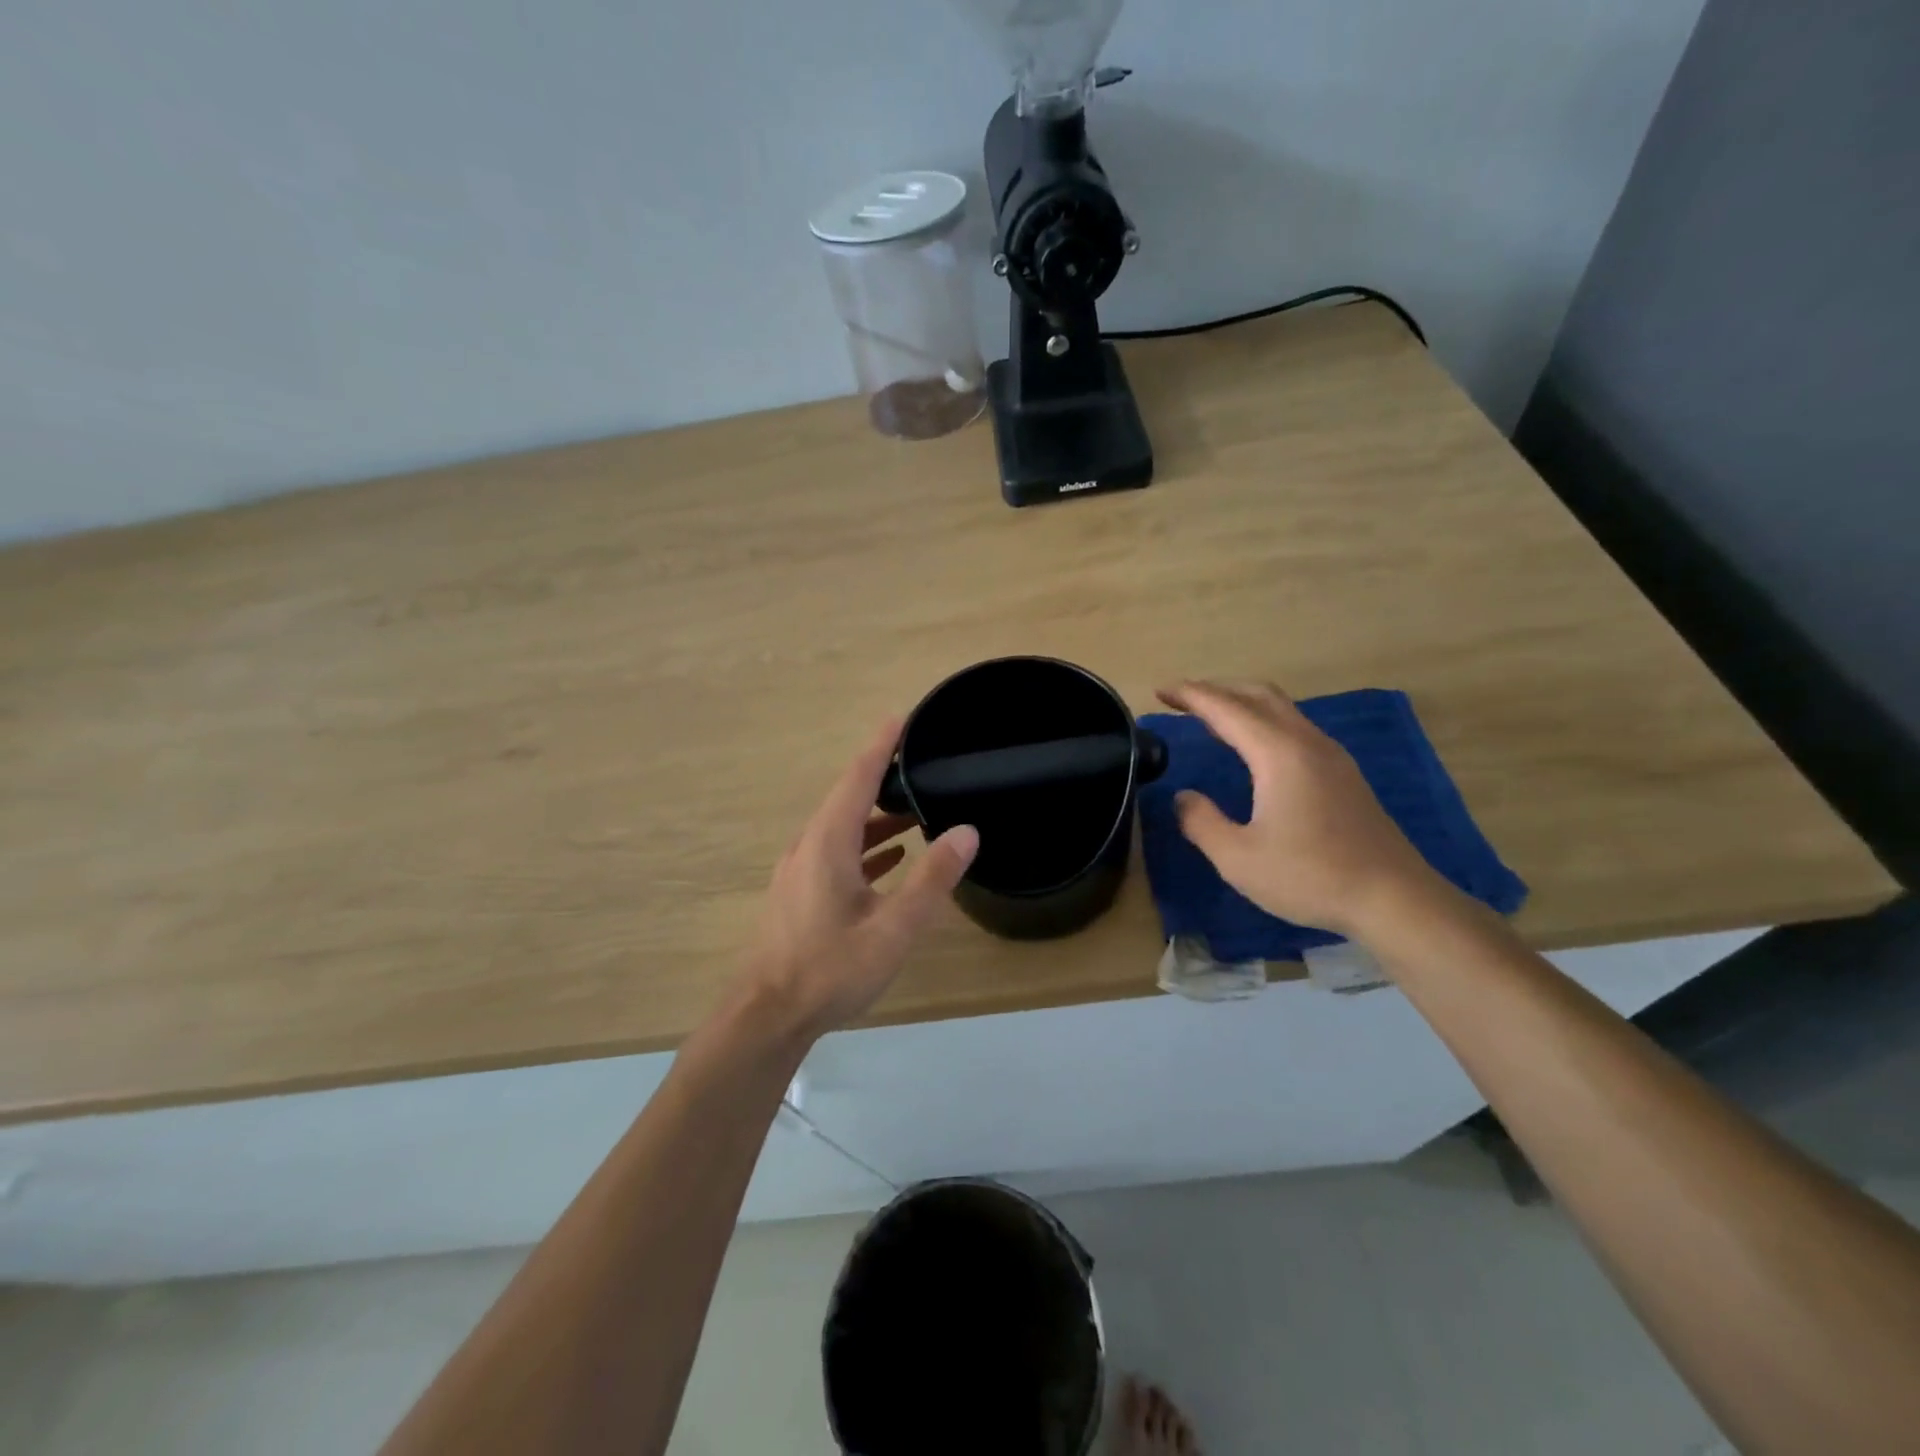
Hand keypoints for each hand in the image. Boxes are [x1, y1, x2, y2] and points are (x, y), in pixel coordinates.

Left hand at [741, 719, 978, 1039]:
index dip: (882, 745)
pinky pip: (835, 853)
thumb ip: (932, 878)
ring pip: (842, 828)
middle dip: (884, 778)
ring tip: (916, 812)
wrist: (767, 1016)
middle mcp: (809, 846)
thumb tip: (966, 831)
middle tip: (922, 766)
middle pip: (849, 798)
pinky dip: (864, 847)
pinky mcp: (798, 894)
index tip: (903, 718)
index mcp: (829, 841)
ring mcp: (799, 870)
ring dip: (877, 817)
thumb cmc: (830, 969)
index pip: (858, 777)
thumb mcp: (893, 927)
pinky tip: (889, 860)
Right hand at [1156, 680, 1452, 938]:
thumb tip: (1184, 798)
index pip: (1226, 709)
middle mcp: (1306, 742)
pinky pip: (1295, 728)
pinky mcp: (1344, 774)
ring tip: (1211, 717)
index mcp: (1278, 754)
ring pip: (1282, 709)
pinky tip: (1254, 747)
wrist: (1395, 899)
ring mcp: (1331, 756)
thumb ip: (1201, 822)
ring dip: (1243, 703)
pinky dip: (1264, 722)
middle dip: (1217, 689)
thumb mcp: (1238, 858)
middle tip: (1182, 698)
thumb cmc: (1311, 876)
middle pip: (1258, 695)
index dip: (1191, 696)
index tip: (1161, 691)